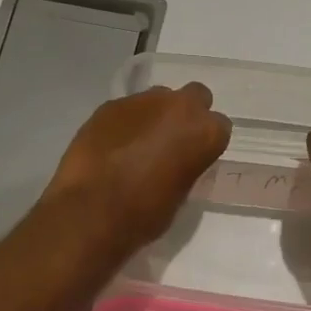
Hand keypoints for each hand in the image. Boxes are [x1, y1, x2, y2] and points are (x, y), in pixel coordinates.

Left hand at [45, 83, 231, 252]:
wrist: (92, 212)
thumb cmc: (146, 213)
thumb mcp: (182, 193)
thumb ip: (188, 164)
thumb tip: (179, 159)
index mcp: (205, 131)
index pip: (219, 126)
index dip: (206, 141)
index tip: (195, 156)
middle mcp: (179, 107)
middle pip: (195, 96)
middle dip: (187, 113)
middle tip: (172, 140)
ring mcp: (142, 101)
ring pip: (158, 98)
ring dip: (155, 115)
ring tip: (138, 143)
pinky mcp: (110, 105)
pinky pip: (127, 109)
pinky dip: (126, 123)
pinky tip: (113, 146)